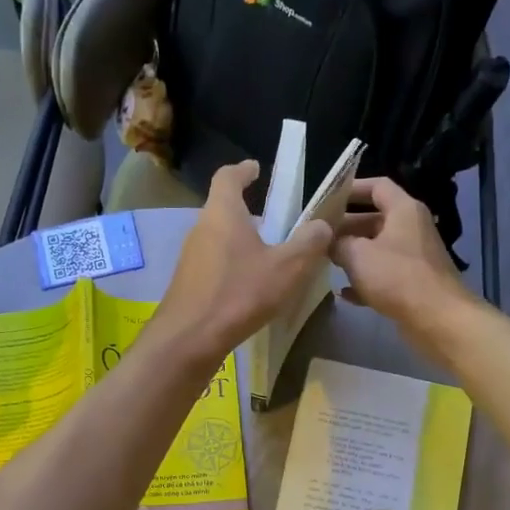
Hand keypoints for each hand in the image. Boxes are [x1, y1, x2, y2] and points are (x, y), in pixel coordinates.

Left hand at [153, 160, 332, 365]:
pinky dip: (233, 266)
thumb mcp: (287, 268)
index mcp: (222, 212)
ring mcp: (190, 258)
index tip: (256, 169)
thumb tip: (321, 225)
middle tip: (275, 221)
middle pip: (223, 209)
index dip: (243, 170)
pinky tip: (251, 288)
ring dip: (242, 242)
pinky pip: (214, 264)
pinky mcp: (188, 284)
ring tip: (269, 257)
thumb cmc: (239, 294)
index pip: (228, 176)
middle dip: (248, 211)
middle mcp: (201, 229)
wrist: (189, 340)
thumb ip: (308, 243)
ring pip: (219, 239)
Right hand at [331, 178, 473, 333]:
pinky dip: (365, 281)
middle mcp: (411, 229)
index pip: (377, 186)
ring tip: (326, 261)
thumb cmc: (397, 277)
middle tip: (319, 236)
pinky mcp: (413, 284)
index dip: (351, 189)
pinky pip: (383, 275)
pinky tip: (344, 293)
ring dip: (353, 254)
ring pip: (377, 249)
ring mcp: (414, 257)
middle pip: (374, 219)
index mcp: (404, 210)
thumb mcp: (358, 255)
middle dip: (346, 227)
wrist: (437, 318)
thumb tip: (328, 241)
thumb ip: (338, 243)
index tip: (327, 199)